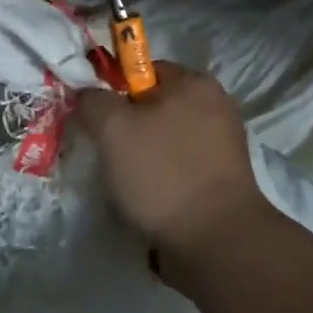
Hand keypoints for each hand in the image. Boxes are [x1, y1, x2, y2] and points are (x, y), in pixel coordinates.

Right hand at [76, 63, 268, 277]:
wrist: (216, 242)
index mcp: (195, 83)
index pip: (143, 70)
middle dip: (127, 127)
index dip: (114, 90)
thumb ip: (93, 101)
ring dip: (143, 157)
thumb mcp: (111, 128)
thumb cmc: (162, 173)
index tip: (98, 120)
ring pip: (165, 139)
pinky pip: (181, 167)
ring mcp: (224, 145)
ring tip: (126, 183)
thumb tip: (88, 97)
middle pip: (155, 106)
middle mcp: (216, 106)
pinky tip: (148, 199)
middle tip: (107, 153)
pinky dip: (162, 179)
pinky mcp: (224, 180)